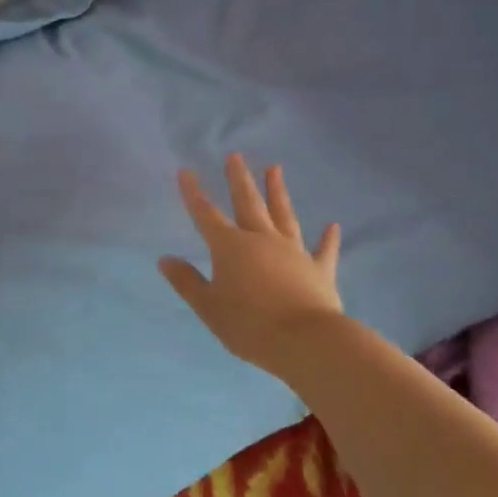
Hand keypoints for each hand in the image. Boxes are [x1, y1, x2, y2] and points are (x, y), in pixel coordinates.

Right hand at [159, 154, 344, 369]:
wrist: (306, 341)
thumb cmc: (249, 325)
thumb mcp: (209, 307)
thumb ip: (187, 282)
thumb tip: (165, 259)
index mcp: (230, 247)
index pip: (206, 214)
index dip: (194, 193)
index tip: (186, 171)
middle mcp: (261, 239)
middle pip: (248, 203)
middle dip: (239, 179)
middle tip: (235, 155)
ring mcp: (293, 251)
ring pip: (283, 215)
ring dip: (277, 192)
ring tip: (275, 168)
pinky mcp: (319, 269)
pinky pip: (323, 250)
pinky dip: (328, 238)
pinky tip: (332, 226)